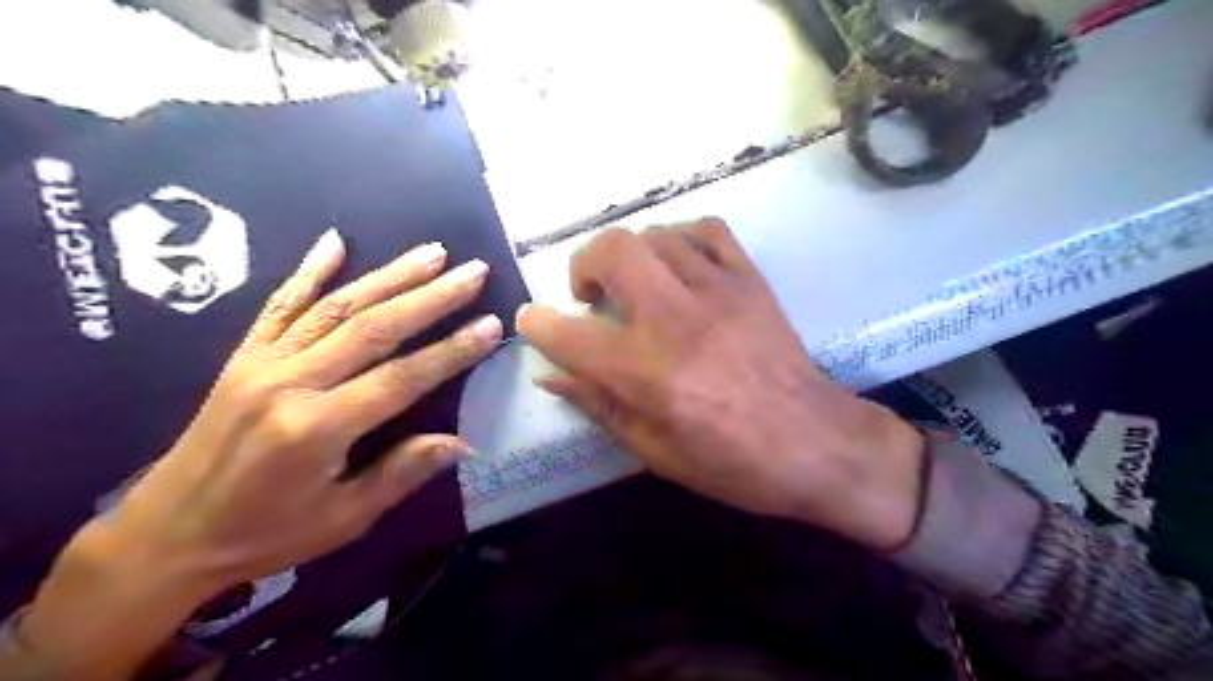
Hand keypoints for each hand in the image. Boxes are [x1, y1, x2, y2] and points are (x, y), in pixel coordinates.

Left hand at [88, 227, 496, 592]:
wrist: (165, 535)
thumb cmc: (264, 533)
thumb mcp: (343, 519)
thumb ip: (401, 473)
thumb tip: (462, 443)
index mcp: (317, 429)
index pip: (402, 378)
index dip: (452, 350)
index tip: (491, 324)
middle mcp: (290, 383)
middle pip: (374, 328)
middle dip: (431, 297)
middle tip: (474, 271)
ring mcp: (263, 362)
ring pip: (337, 306)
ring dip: (389, 275)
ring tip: (433, 252)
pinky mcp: (243, 355)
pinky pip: (279, 304)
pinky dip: (309, 270)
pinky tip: (336, 241)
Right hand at [516, 222, 926, 549]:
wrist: (815, 443)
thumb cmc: (731, 461)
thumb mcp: (653, 450)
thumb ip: (598, 405)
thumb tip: (551, 376)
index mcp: (645, 370)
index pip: (568, 333)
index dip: (538, 324)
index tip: (533, 321)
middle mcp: (674, 318)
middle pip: (611, 251)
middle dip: (583, 265)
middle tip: (590, 295)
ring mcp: (717, 290)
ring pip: (654, 236)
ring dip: (630, 256)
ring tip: (635, 284)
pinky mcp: (749, 279)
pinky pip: (707, 231)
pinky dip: (680, 238)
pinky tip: (678, 263)